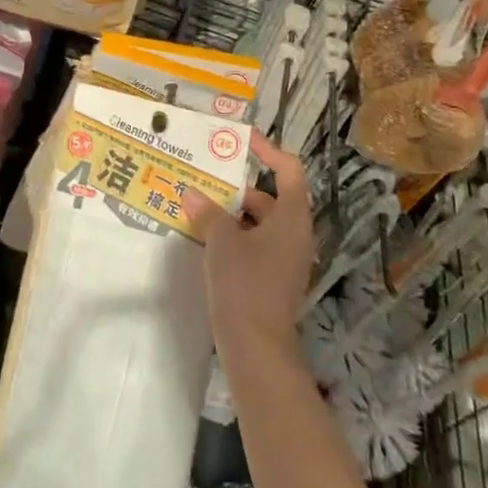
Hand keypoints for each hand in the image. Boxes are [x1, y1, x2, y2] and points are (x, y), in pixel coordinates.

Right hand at [181, 130, 314, 360]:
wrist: (257, 348)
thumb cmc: (245, 284)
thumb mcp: (222, 241)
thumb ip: (208, 212)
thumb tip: (192, 193)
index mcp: (292, 218)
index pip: (289, 171)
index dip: (268, 151)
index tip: (243, 139)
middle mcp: (295, 235)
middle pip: (272, 197)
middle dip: (239, 186)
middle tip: (208, 175)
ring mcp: (286, 259)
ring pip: (261, 223)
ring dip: (233, 212)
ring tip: (200, 203)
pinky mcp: (274, 279)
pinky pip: (256, 244)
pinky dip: (235, 235)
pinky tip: (206, 237)